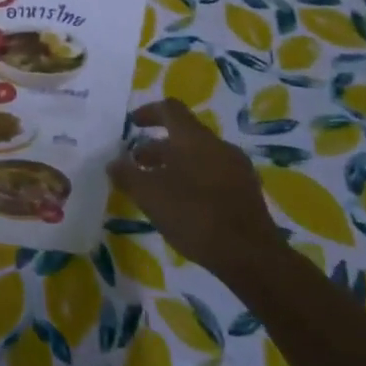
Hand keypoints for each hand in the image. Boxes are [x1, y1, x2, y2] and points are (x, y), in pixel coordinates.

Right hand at [108, 99, 286, 278]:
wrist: (252, 256)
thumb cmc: (194, 215)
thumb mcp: (149, 195)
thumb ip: (127, 175)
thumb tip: (113, 163)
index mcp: (193, 138)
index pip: (170, 109)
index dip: (148, 112)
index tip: (132, 124)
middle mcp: (217, 145)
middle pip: (184, 134)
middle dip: (158, 147)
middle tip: (138, 164)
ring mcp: (237, 169)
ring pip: (200, 156)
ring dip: (176, 164)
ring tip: (159, 187)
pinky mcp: (247, 193)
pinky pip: (215, 174)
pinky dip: (195, 180)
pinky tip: (185, 205)